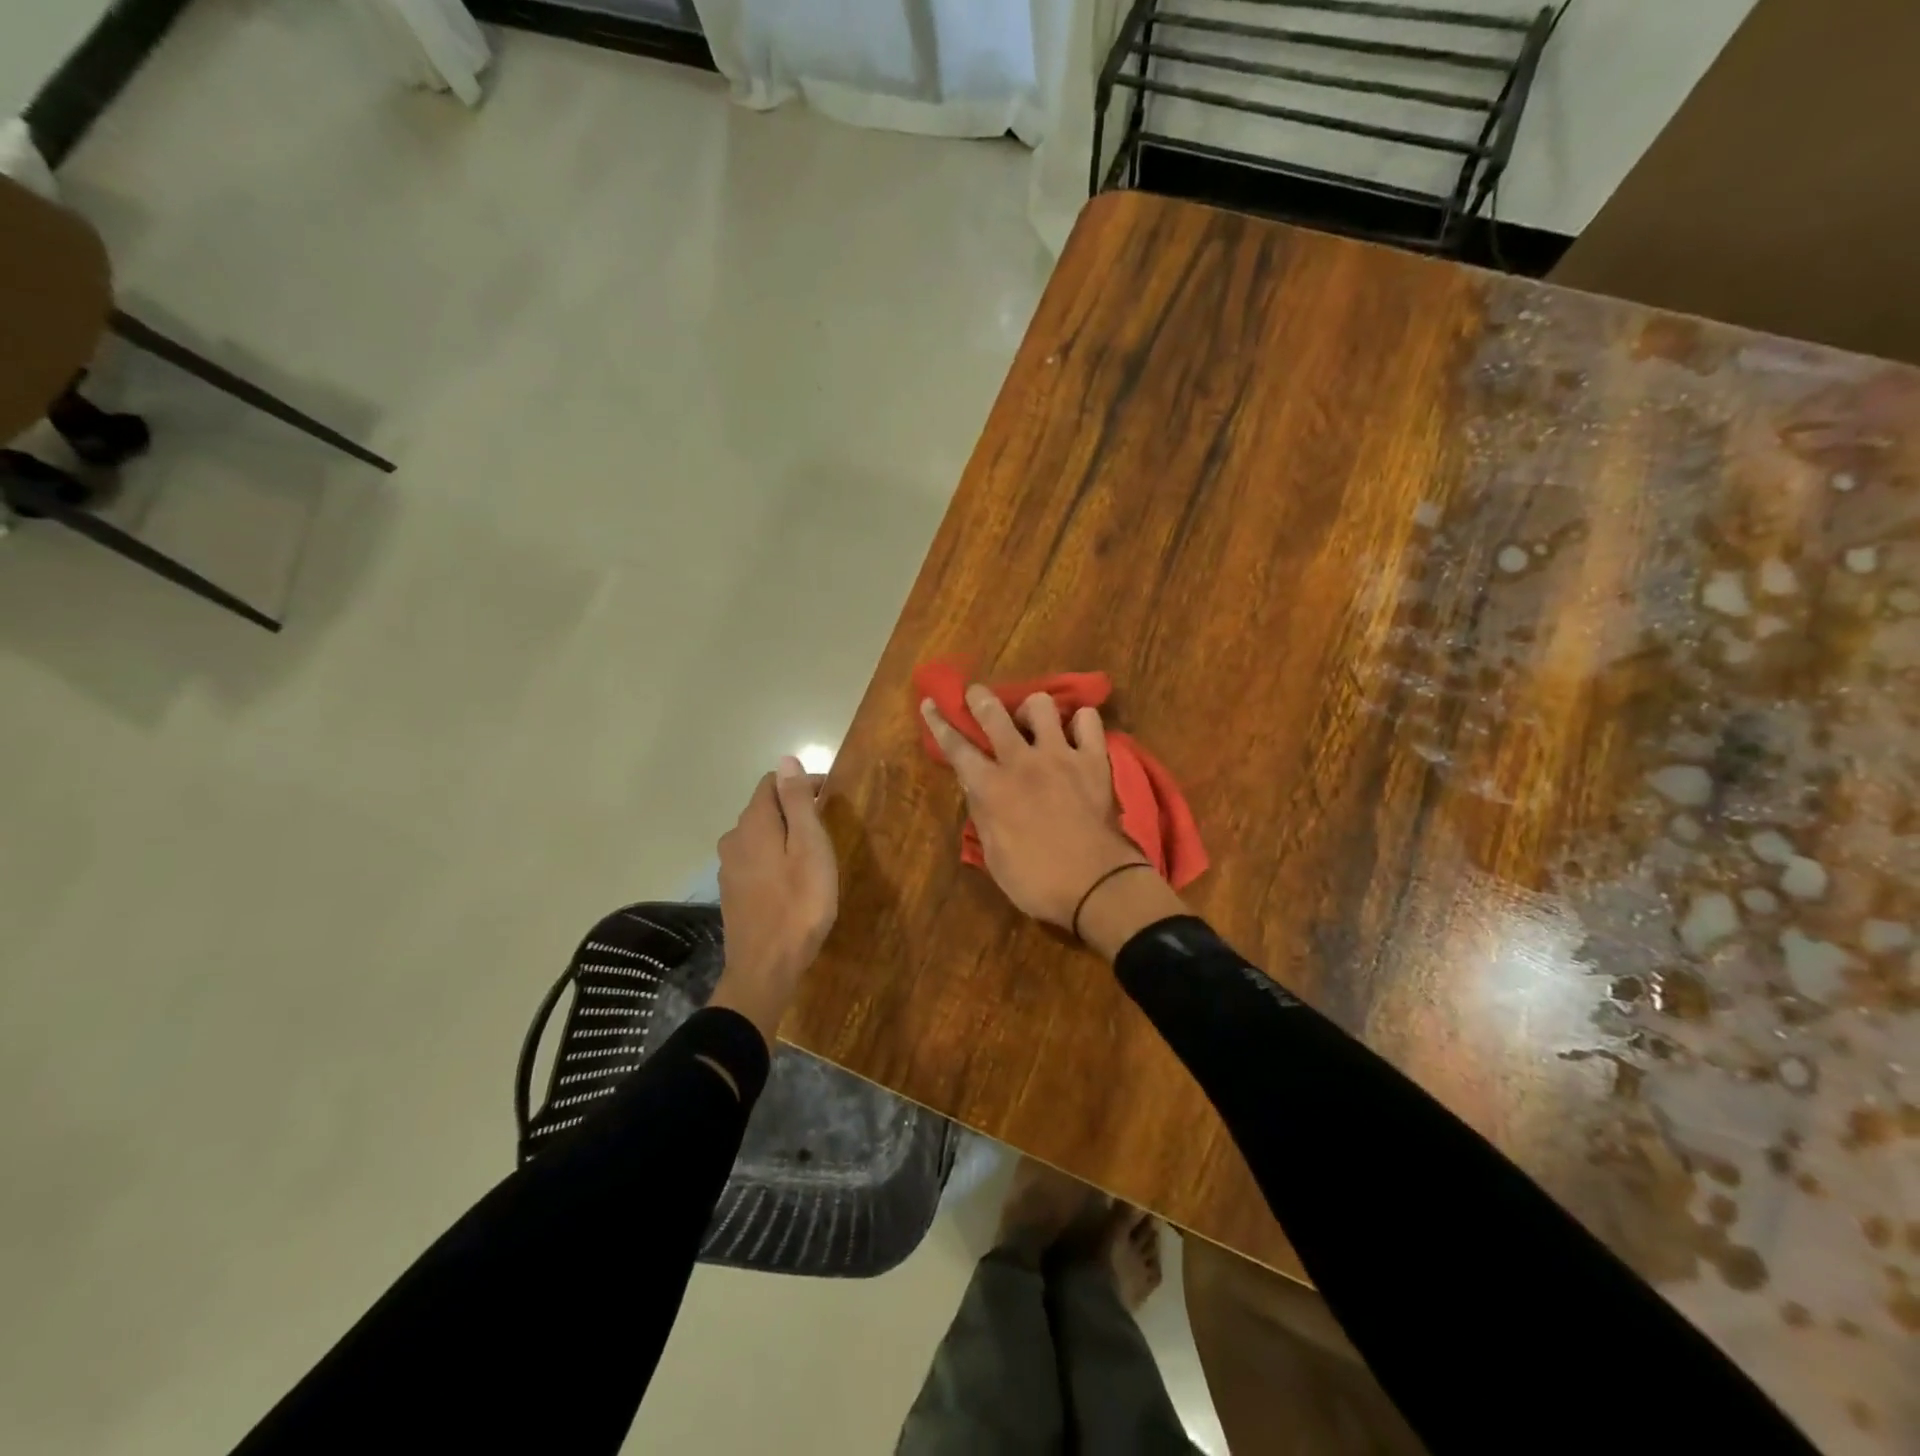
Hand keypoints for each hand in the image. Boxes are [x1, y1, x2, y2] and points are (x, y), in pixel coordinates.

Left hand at [711, 756, 837, 1044]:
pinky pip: (755, 861)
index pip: (773, 783)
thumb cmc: (799, 904)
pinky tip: (792, 880)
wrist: (766, 968)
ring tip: (813, 855)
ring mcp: (729, 868)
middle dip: (794, 809)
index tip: (831, 799)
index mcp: (754, 823)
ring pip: (759, 837)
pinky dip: (774, 859)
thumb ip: (797, 802)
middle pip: (764, 809)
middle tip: (828, 828)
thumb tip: (785, 759)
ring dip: (784, 836)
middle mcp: (734, 839)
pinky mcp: (732, 893)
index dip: (802, 784)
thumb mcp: (810, 847)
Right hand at [920, 686, 1150, 930]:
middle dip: (979, 698)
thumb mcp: (994, 854)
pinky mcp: (1094, 760)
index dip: (939, 722)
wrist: (1097, 886)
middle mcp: (1022, 761)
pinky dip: (1079, 723)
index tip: (930, 702)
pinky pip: (1088, 721)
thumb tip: (974, 784)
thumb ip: (982, 812)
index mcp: (991, 787)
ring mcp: (1061, 756)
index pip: (957, 746)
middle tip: (977, 696)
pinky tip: (1074, 733)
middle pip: (993, 713)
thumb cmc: (1036, 881)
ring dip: (1031, 710)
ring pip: (1041, 705)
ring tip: (1033, 723)